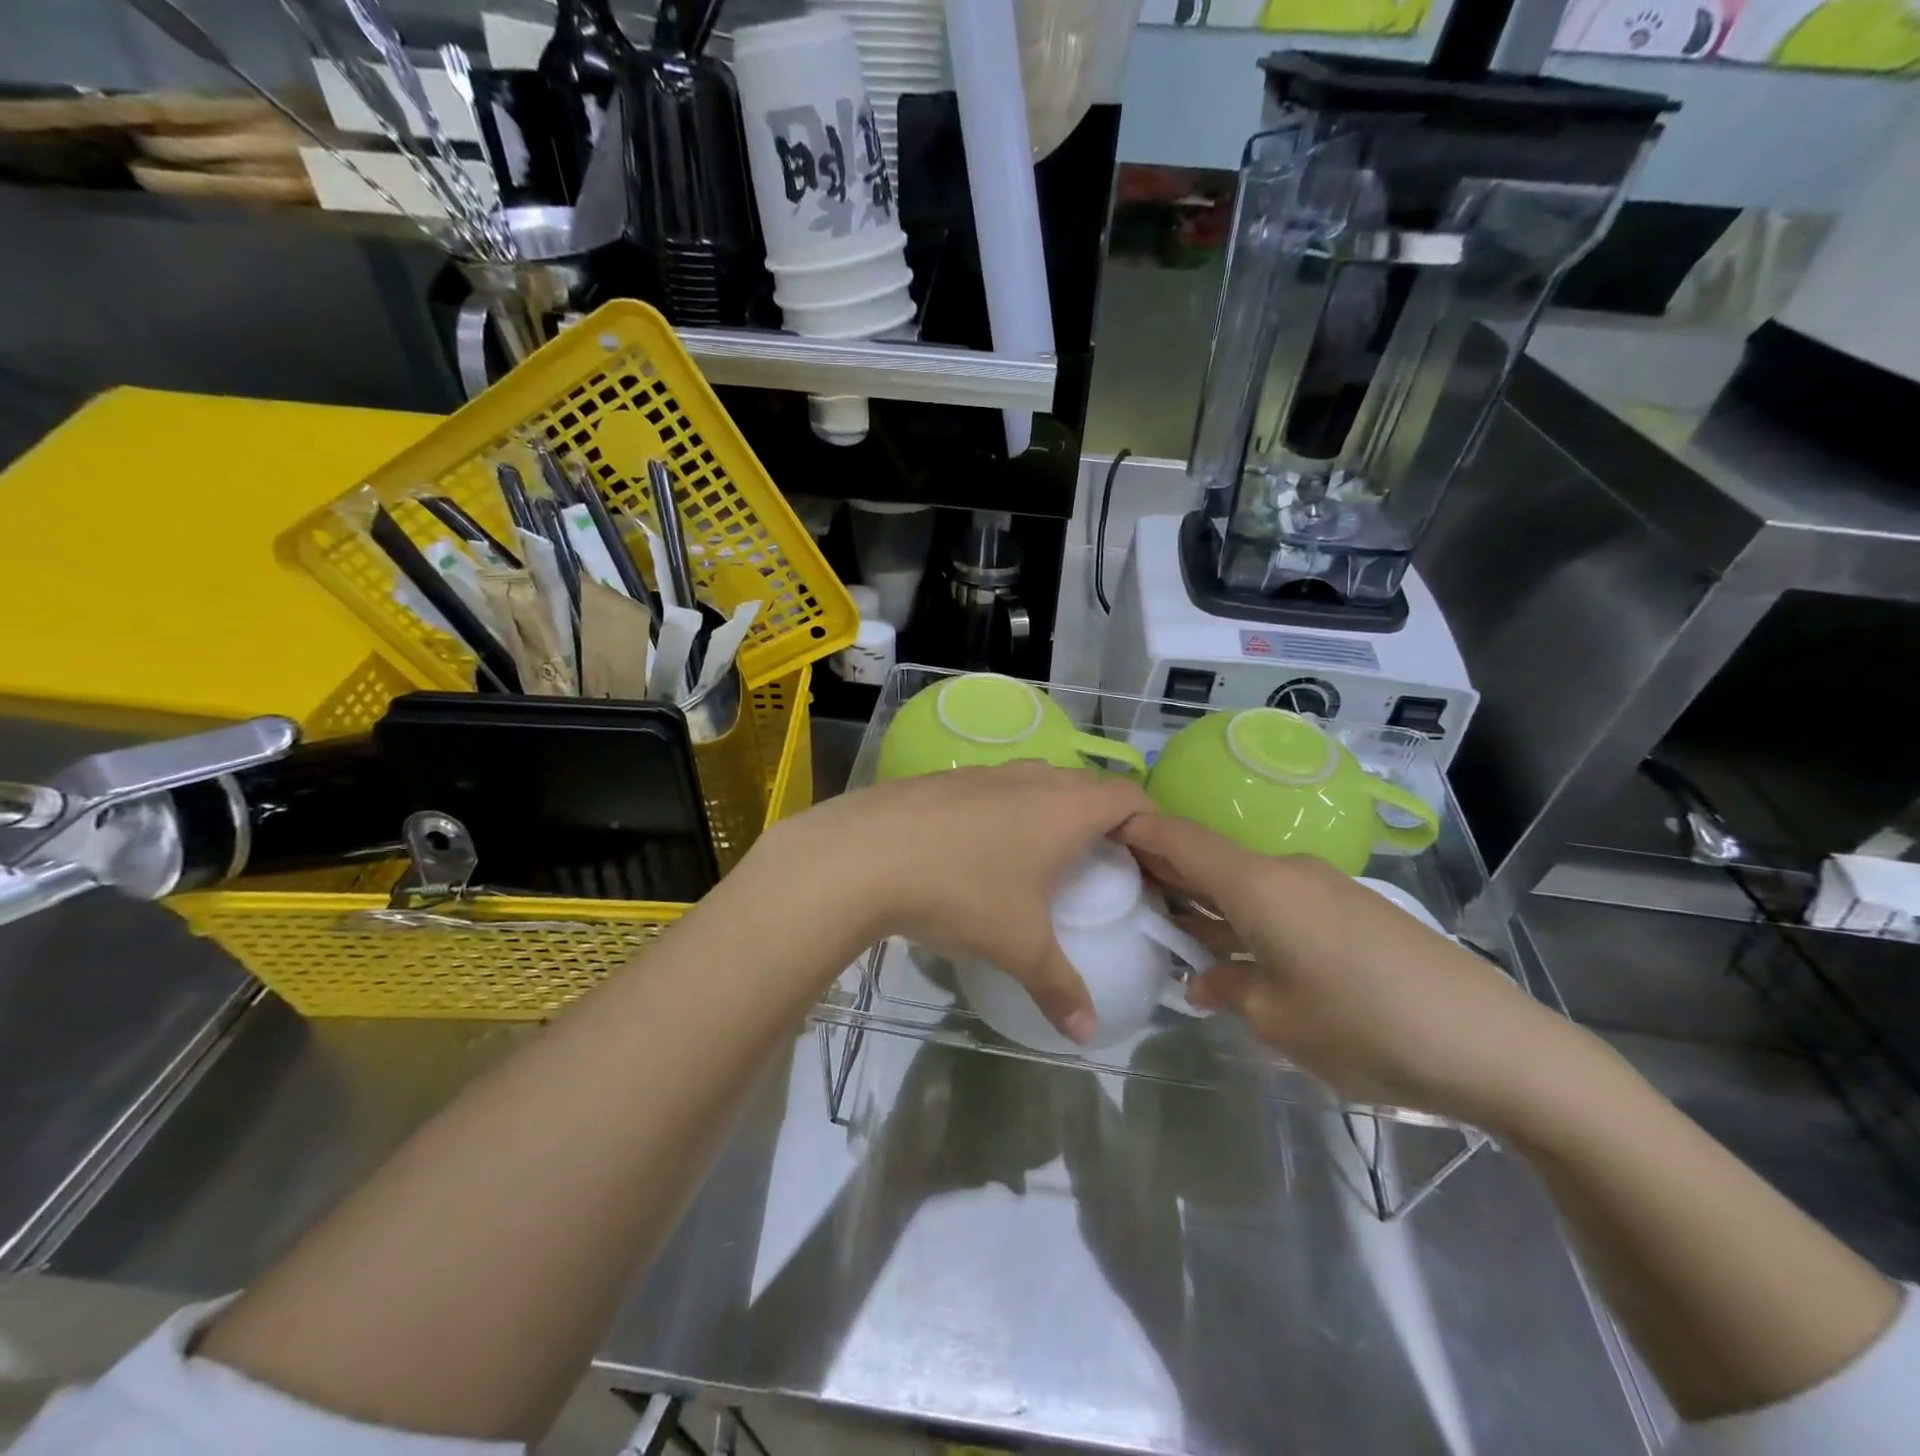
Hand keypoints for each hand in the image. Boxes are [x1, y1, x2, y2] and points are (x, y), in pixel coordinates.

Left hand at [751, 763, 1151, 1041]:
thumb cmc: (961, 891)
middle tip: (1101, 866)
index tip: (1149, 861)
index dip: (1149, 823)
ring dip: (1049, 812)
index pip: (1130, 797)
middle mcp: (1030, 778)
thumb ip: (1059, 988)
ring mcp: (983, 773)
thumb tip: (1087, 1035)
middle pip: (1084, 786)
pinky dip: (1004, 811)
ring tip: (1042, 859)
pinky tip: (978, 851)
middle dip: (1101, 821)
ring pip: (1035, 783)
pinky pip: (993, 789)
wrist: (863, 854)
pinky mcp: (944, 779)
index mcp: (1065, 807)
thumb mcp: (1018, 945)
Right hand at [1116, 812, 1590, 1128]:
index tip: (1095, 836)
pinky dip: (1246, 916)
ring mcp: (1325, 885)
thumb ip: (1225, 987)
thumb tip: (1200, 978)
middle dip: (1163, 872)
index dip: (1133, 829)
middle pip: (1208, 856)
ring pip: (1244, 881)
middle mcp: (1287, 869)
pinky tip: (1240, 953)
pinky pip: (1280, 899)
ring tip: (1173, 931)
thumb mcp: (1277, 1020)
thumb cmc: (1367, 1029)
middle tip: (1123, 896)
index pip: (1177, 837)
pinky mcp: (1354, 907)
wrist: (1498, 1046)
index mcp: (1258, 884)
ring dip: (1207, 902)